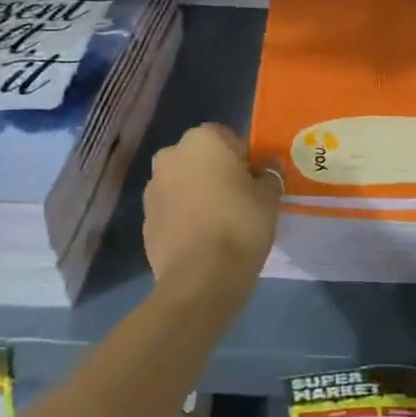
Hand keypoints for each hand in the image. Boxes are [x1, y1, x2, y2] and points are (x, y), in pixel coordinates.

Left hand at [142, 124, 281, 299]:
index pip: (229, 138)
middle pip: (201, 158)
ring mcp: (153, 188)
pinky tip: (203, 239)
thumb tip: (265, 167)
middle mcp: (171, 155)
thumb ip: (269, 173)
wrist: (200, 278)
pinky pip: (173, 209)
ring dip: (198, 194)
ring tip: (220, 222)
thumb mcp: (270, 195)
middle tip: (240, 200)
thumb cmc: (240, 224)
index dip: (244, 159)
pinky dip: (185, 217)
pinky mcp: (145, 220)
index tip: (255, 182)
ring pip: (184, 183)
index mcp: (202, 140)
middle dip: (217, 173)